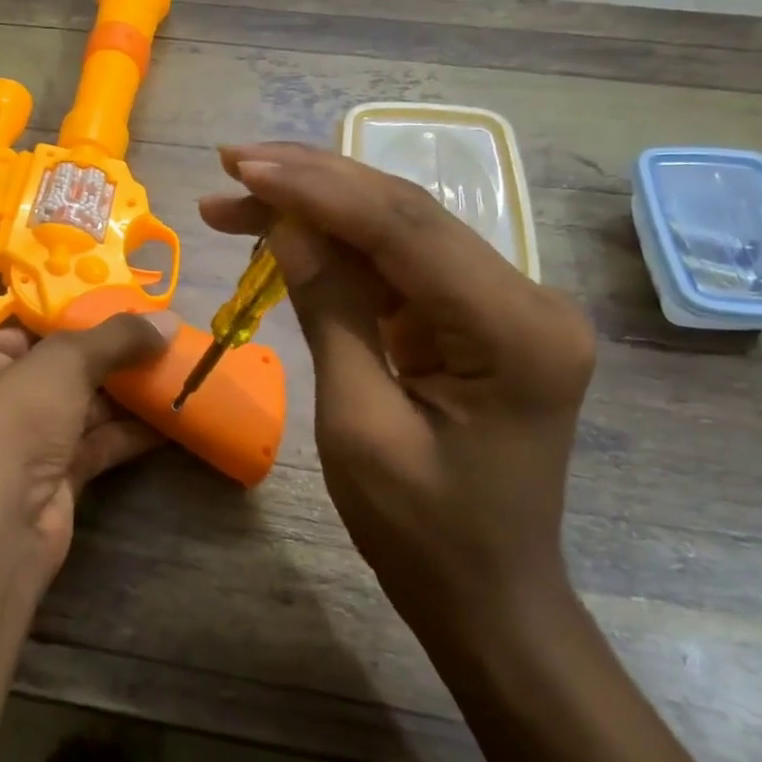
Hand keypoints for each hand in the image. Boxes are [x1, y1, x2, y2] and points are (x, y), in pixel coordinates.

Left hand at [0, 313, 176, 595]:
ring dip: (128, 396)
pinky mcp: (49, 478)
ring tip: (179, 373)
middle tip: (165, 341)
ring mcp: (20, 441)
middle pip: (60, 368)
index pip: (27, 327)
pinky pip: (95, 444)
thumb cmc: (8, 425)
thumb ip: (115, 338)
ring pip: (81, 407)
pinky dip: (129, 432)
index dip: (78, 318)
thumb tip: (169, 320)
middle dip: (113, 359)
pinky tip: (172, 417)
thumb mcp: (62, 364)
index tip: (130, 309)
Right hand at [200, 144, 595, 639]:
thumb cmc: (422, 534)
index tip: (244, 167)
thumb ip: (330, 313)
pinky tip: (288, 234)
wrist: (487, 597)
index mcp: (515, 332)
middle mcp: (528, 300)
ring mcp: (508, 307)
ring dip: (322, 210)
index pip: (405, 230)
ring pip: (402, 232)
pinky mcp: (480, 320)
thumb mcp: (358, 426)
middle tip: (233, 164)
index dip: (317, 189)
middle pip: (408, 215)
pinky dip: (343, 249)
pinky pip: (403, 269)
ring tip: (241, 194)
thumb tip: (286, 226)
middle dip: (316, 184)